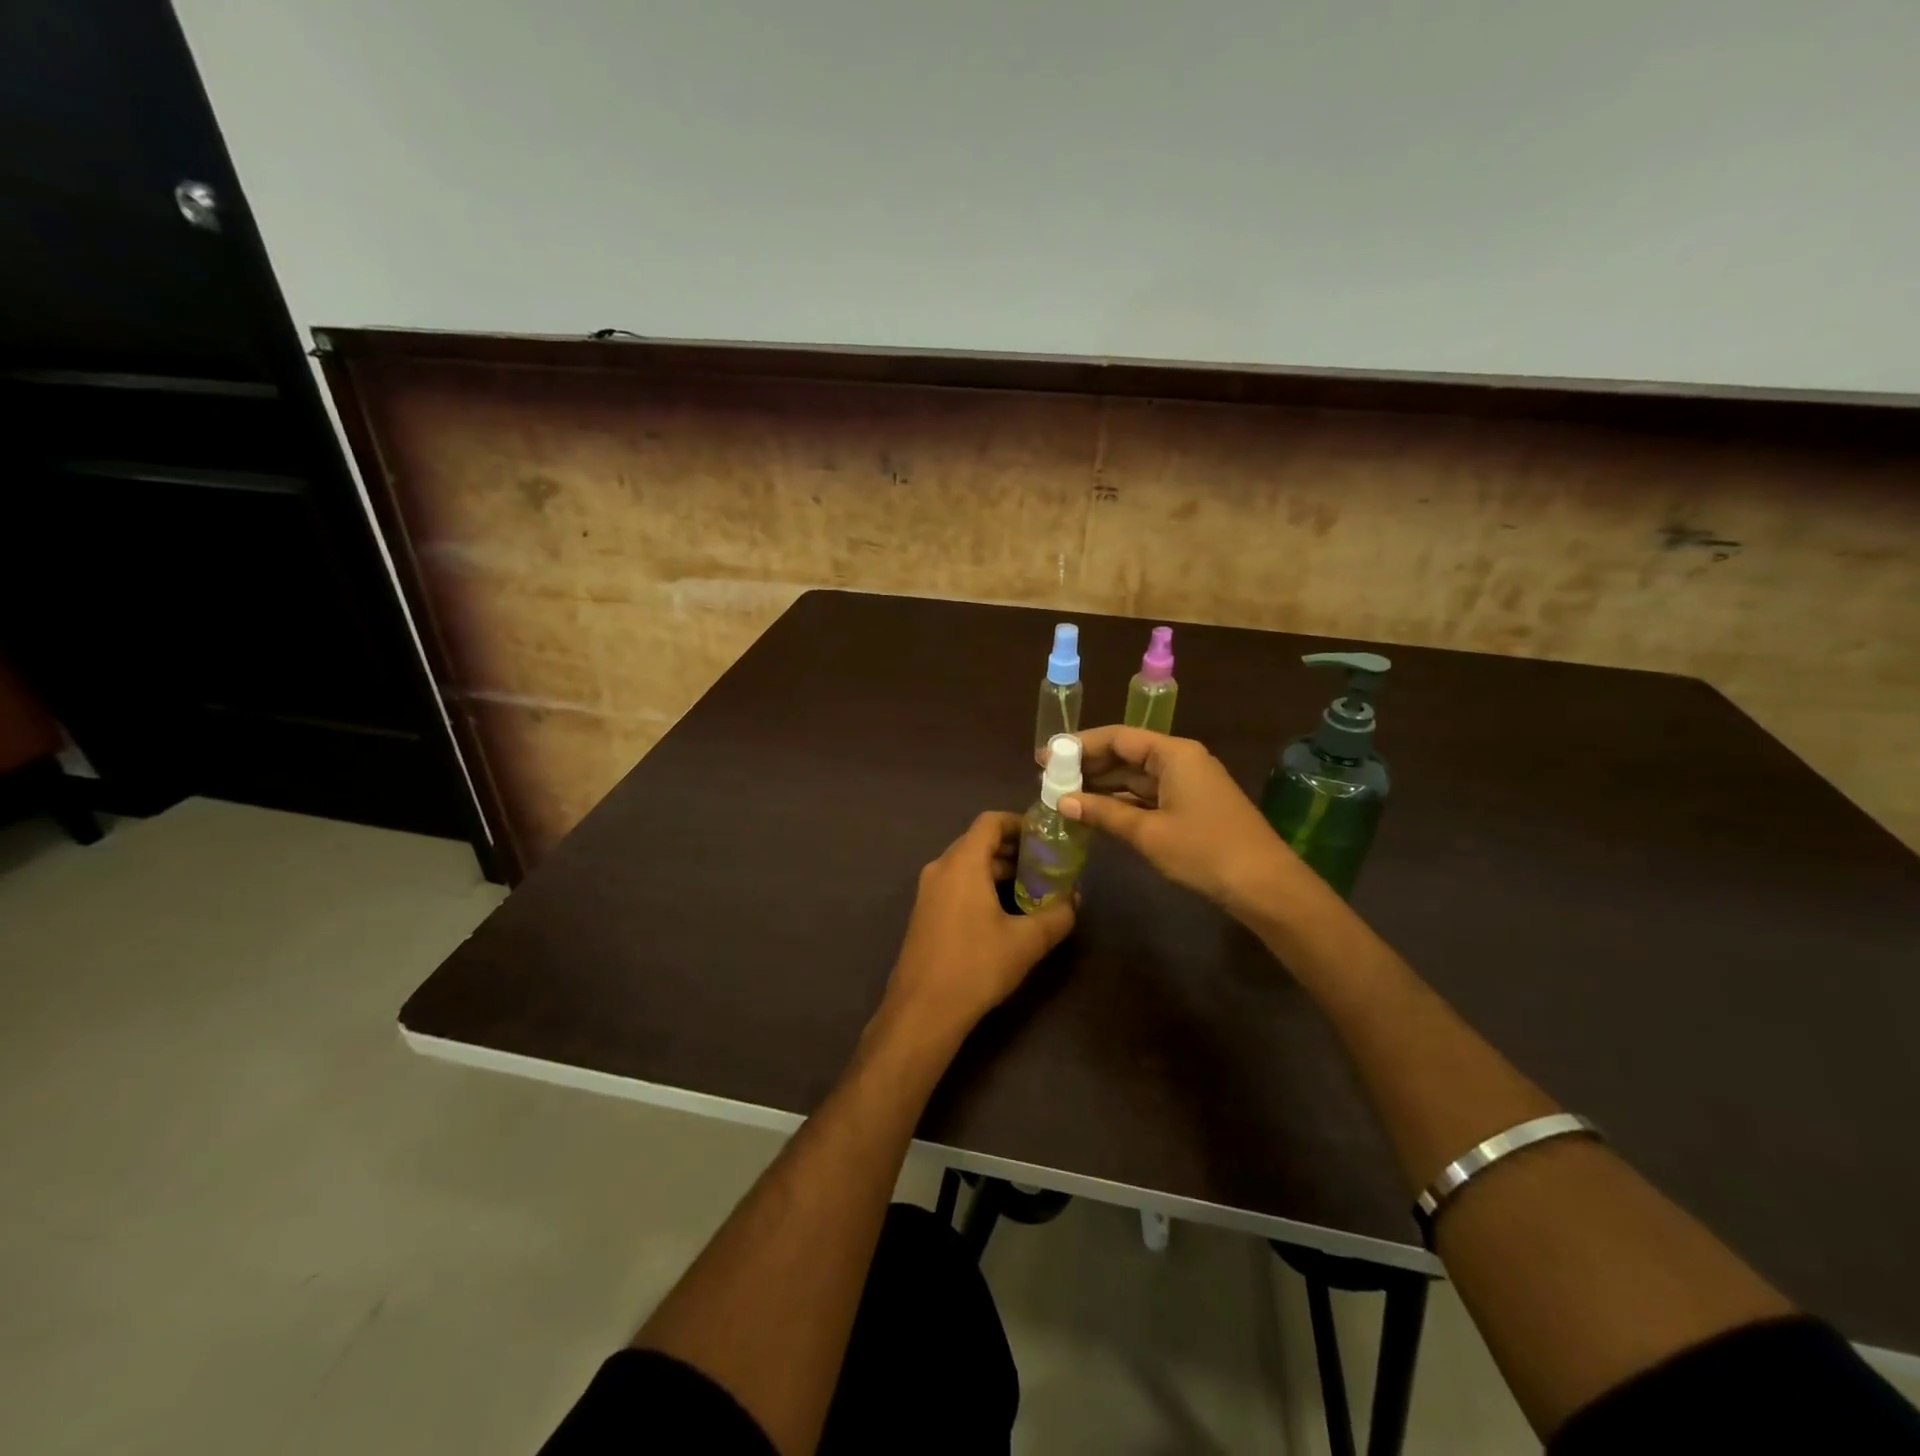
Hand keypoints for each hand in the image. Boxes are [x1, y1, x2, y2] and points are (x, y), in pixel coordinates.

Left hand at [880, 811, 1076, 1043]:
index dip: (1020, 822)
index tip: (1046, 836)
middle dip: (1014, 849)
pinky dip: (981, 885)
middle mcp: (941, 868)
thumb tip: (1075, 899)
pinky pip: (956, 884)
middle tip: (1046, 864)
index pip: (990, 821)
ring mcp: (928, 891)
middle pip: (979, 842)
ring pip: (967, 865)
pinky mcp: (925, 913)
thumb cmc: (976, 966)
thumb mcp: (1027, 942)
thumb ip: (1057, 915)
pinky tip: (1005, 912)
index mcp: (962, 863)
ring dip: (998, 870)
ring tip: (1032, 888)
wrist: (922, 1010)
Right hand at [1061, 725, 1299, 917]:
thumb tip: (1062, 801)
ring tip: (1064, 796)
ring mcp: (1188, 784)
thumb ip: (1103, 813)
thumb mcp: (1148, 833)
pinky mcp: (1191, 807)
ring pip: (1136, 778)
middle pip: (1126, 754)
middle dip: (1088, 766)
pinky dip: (1122, 803)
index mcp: (1173, 754)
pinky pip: (1148, 796)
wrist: (1265, 886)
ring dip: (1102, 787)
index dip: (1079, 746)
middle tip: (1049, 779)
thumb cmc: (1205, 851)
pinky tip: (1096, 813)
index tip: (1046, 757)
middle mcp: (1181, 760)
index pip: (1118, 738)